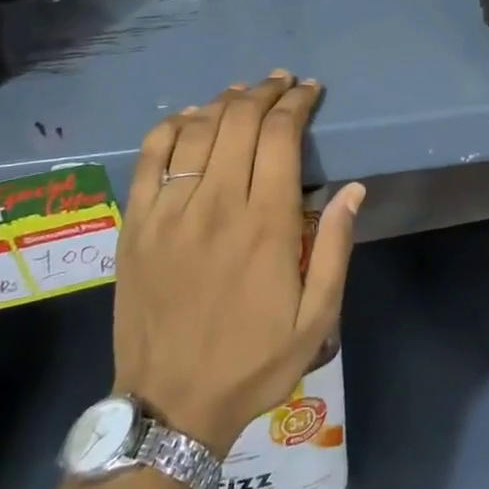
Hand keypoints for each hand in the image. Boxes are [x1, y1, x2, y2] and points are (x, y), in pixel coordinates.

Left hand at [113, 72, 364, 455]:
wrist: (170, 406)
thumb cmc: (253, 361)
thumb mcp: (317, 318)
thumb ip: (334, 248)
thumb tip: (352, 190)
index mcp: (265, 223)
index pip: (280, 136)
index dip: (297, 104)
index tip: (310, 91)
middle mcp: (216, 204)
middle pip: (239, 121)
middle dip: (265, 92)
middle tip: (282, 82)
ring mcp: (169, 211)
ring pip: (198, 130)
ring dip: (224, 101)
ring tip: (244, 92)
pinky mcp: (136, 224)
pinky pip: (151, 156)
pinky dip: (172, 126)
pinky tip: (190, 117)